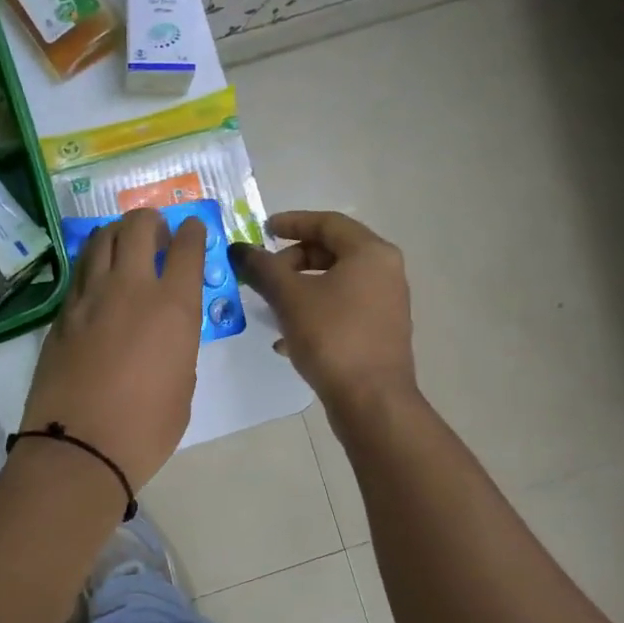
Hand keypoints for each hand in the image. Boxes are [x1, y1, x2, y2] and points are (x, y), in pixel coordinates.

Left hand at [20, 209, 208, 490]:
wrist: (79, 448)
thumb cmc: (146, 429)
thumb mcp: (183, 385)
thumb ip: (179, 345)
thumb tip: (167, 332)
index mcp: (174, 307)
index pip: (187, 248)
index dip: (193, 233)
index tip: (193, 230)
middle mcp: (131, 289)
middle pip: (138, 227)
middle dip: (151, 220)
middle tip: (156, 233)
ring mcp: (90, 297)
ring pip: (101, 240)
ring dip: (117, 233)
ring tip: (124, 245)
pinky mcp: (61, 314)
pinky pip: (80, 272)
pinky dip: (93, 263)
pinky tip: (98, 278)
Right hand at [231, 210, 417, 414]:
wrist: (371, 400)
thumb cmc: (332, 337)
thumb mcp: (289, 298)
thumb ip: (262, 268)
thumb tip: (238, 249)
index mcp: (371, 253)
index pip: (328, 222)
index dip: (292, 222)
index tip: (263, 229)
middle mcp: (385, 273)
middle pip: (332, 252)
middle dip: (292, 261)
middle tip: (265, 274)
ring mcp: (385, 304)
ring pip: (335, 284)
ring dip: (300, 289)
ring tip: (270, 306)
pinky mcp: (379, 333)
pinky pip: (341, 310)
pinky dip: (314, 313)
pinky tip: (286, 339)